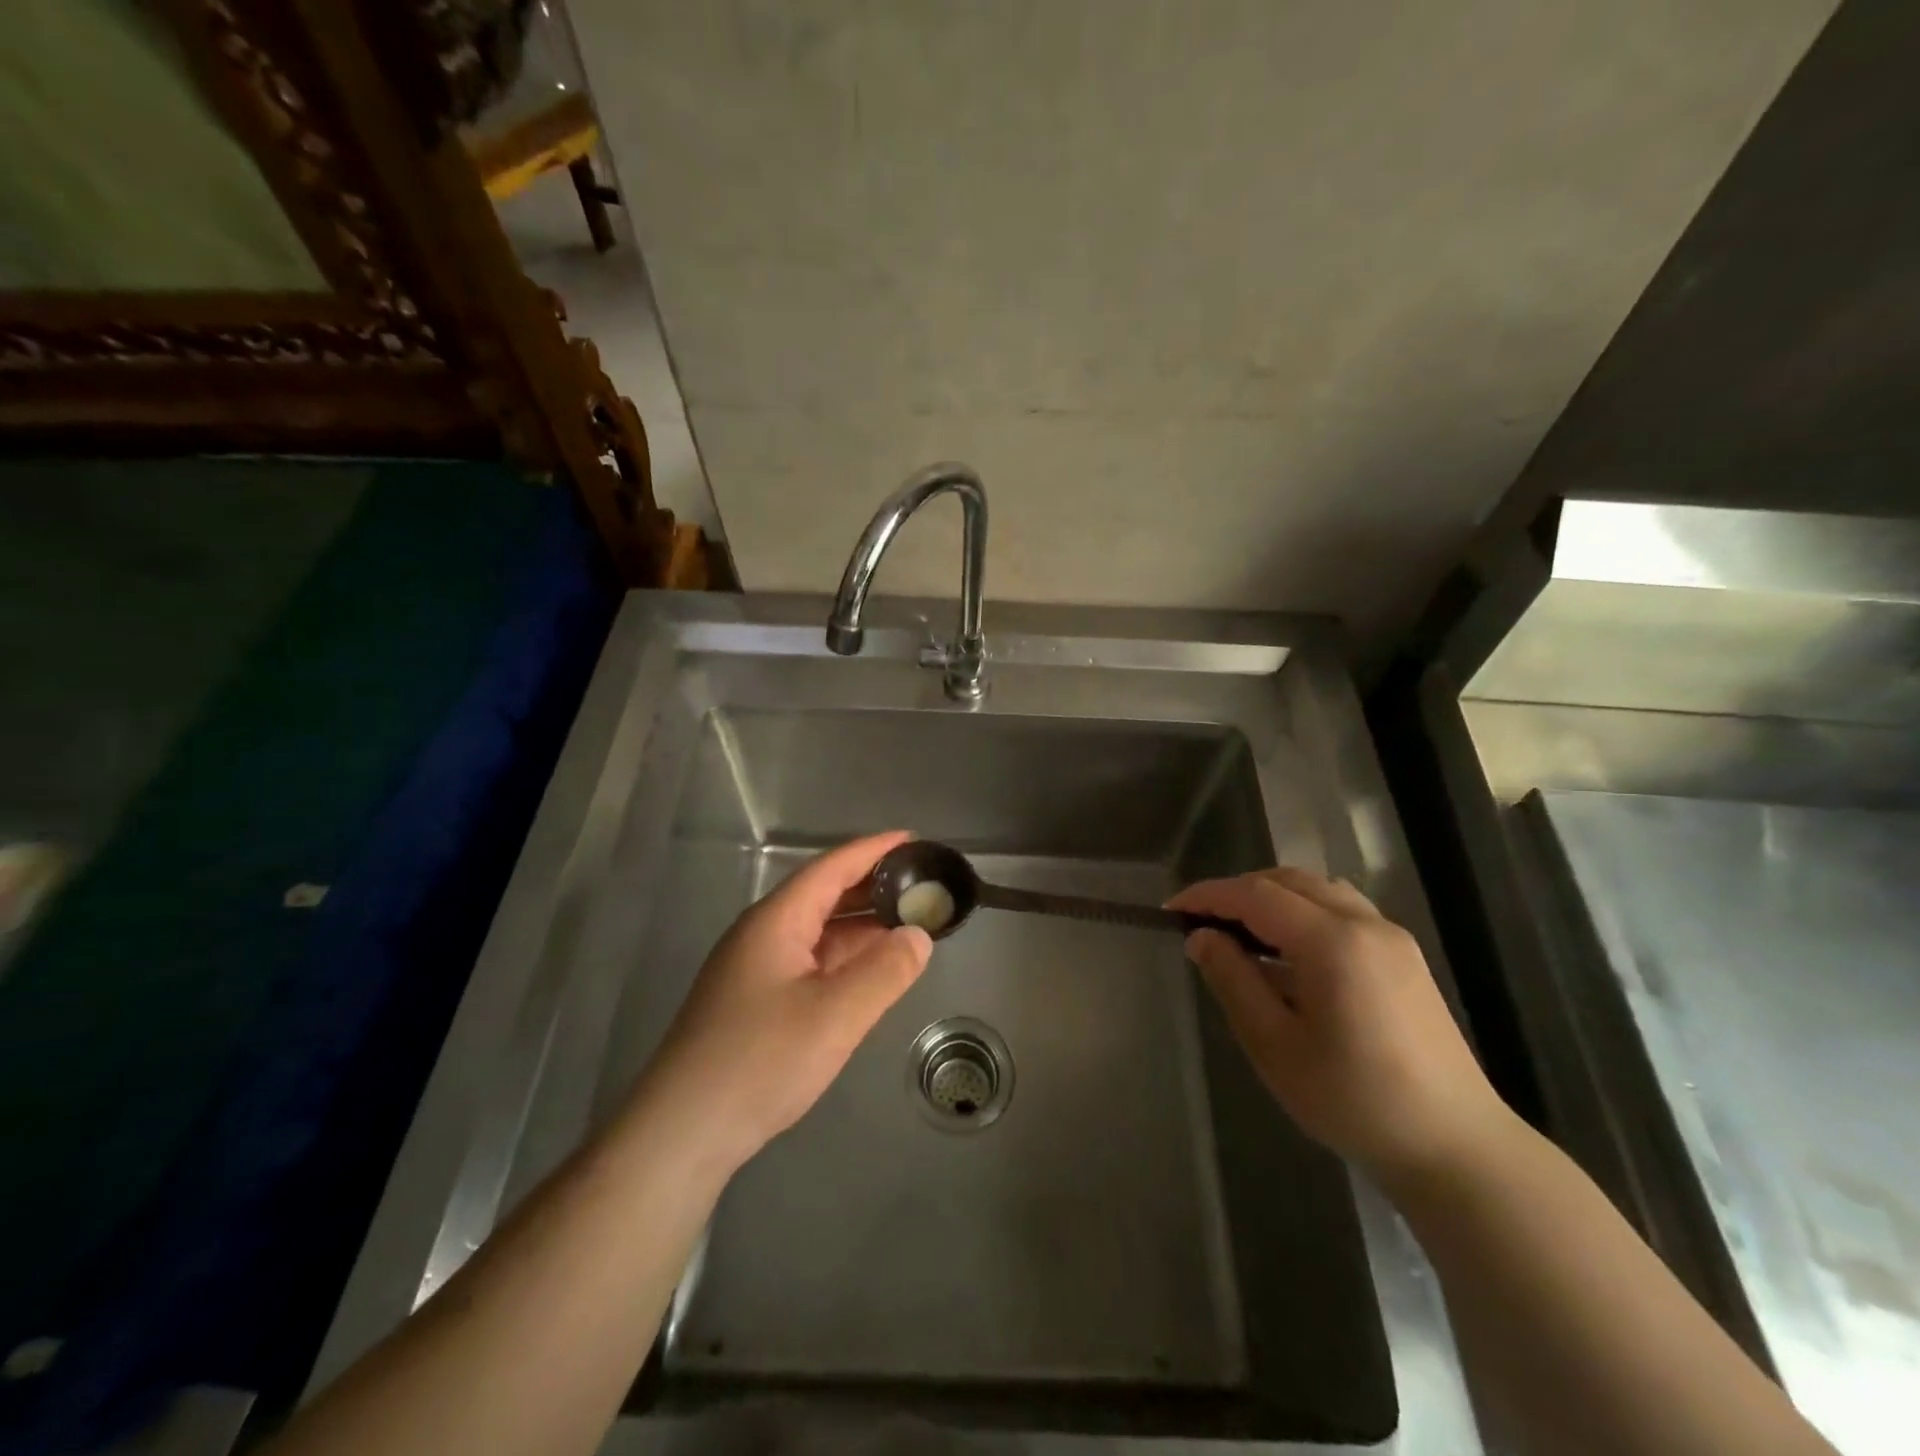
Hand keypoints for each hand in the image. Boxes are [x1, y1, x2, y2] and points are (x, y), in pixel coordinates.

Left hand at [635, 832, 932, 1173]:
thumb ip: (885, 971)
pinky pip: (809, 962)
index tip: (914, 840)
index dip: (874, 850)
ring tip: (908, 922)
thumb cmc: (760, 1061)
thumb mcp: (835, 1015)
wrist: (682, 1132)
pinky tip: (869, 971)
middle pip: (823, 894)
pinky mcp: (754, 1002)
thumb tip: (918, 935)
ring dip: (861, 925)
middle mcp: (763, 935)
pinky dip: (844, 957)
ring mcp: (755, 969)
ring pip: (817, 931)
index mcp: (776, 921)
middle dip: (872, 886)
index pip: (832, 868)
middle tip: (921, 883)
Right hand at [1168, 867, 1510, 1184]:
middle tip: (1201, 922)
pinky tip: (1288, 951)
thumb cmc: (1353, 1100)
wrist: (1456, 1148)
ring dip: (1271, 897)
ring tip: (1239, 932)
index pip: (1255, 895)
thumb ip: (1233, 981)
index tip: (1171, 911)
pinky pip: (1342, 910)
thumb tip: (1201, 938)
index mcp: (1332, 942)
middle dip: (1237, 892)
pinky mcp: (1404, 957)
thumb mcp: (1274, 1045)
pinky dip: (1303, 911)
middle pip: (1288, 881)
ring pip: (1318, 890)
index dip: (1208, 896)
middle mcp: (1365, 924)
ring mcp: (1391, 937)